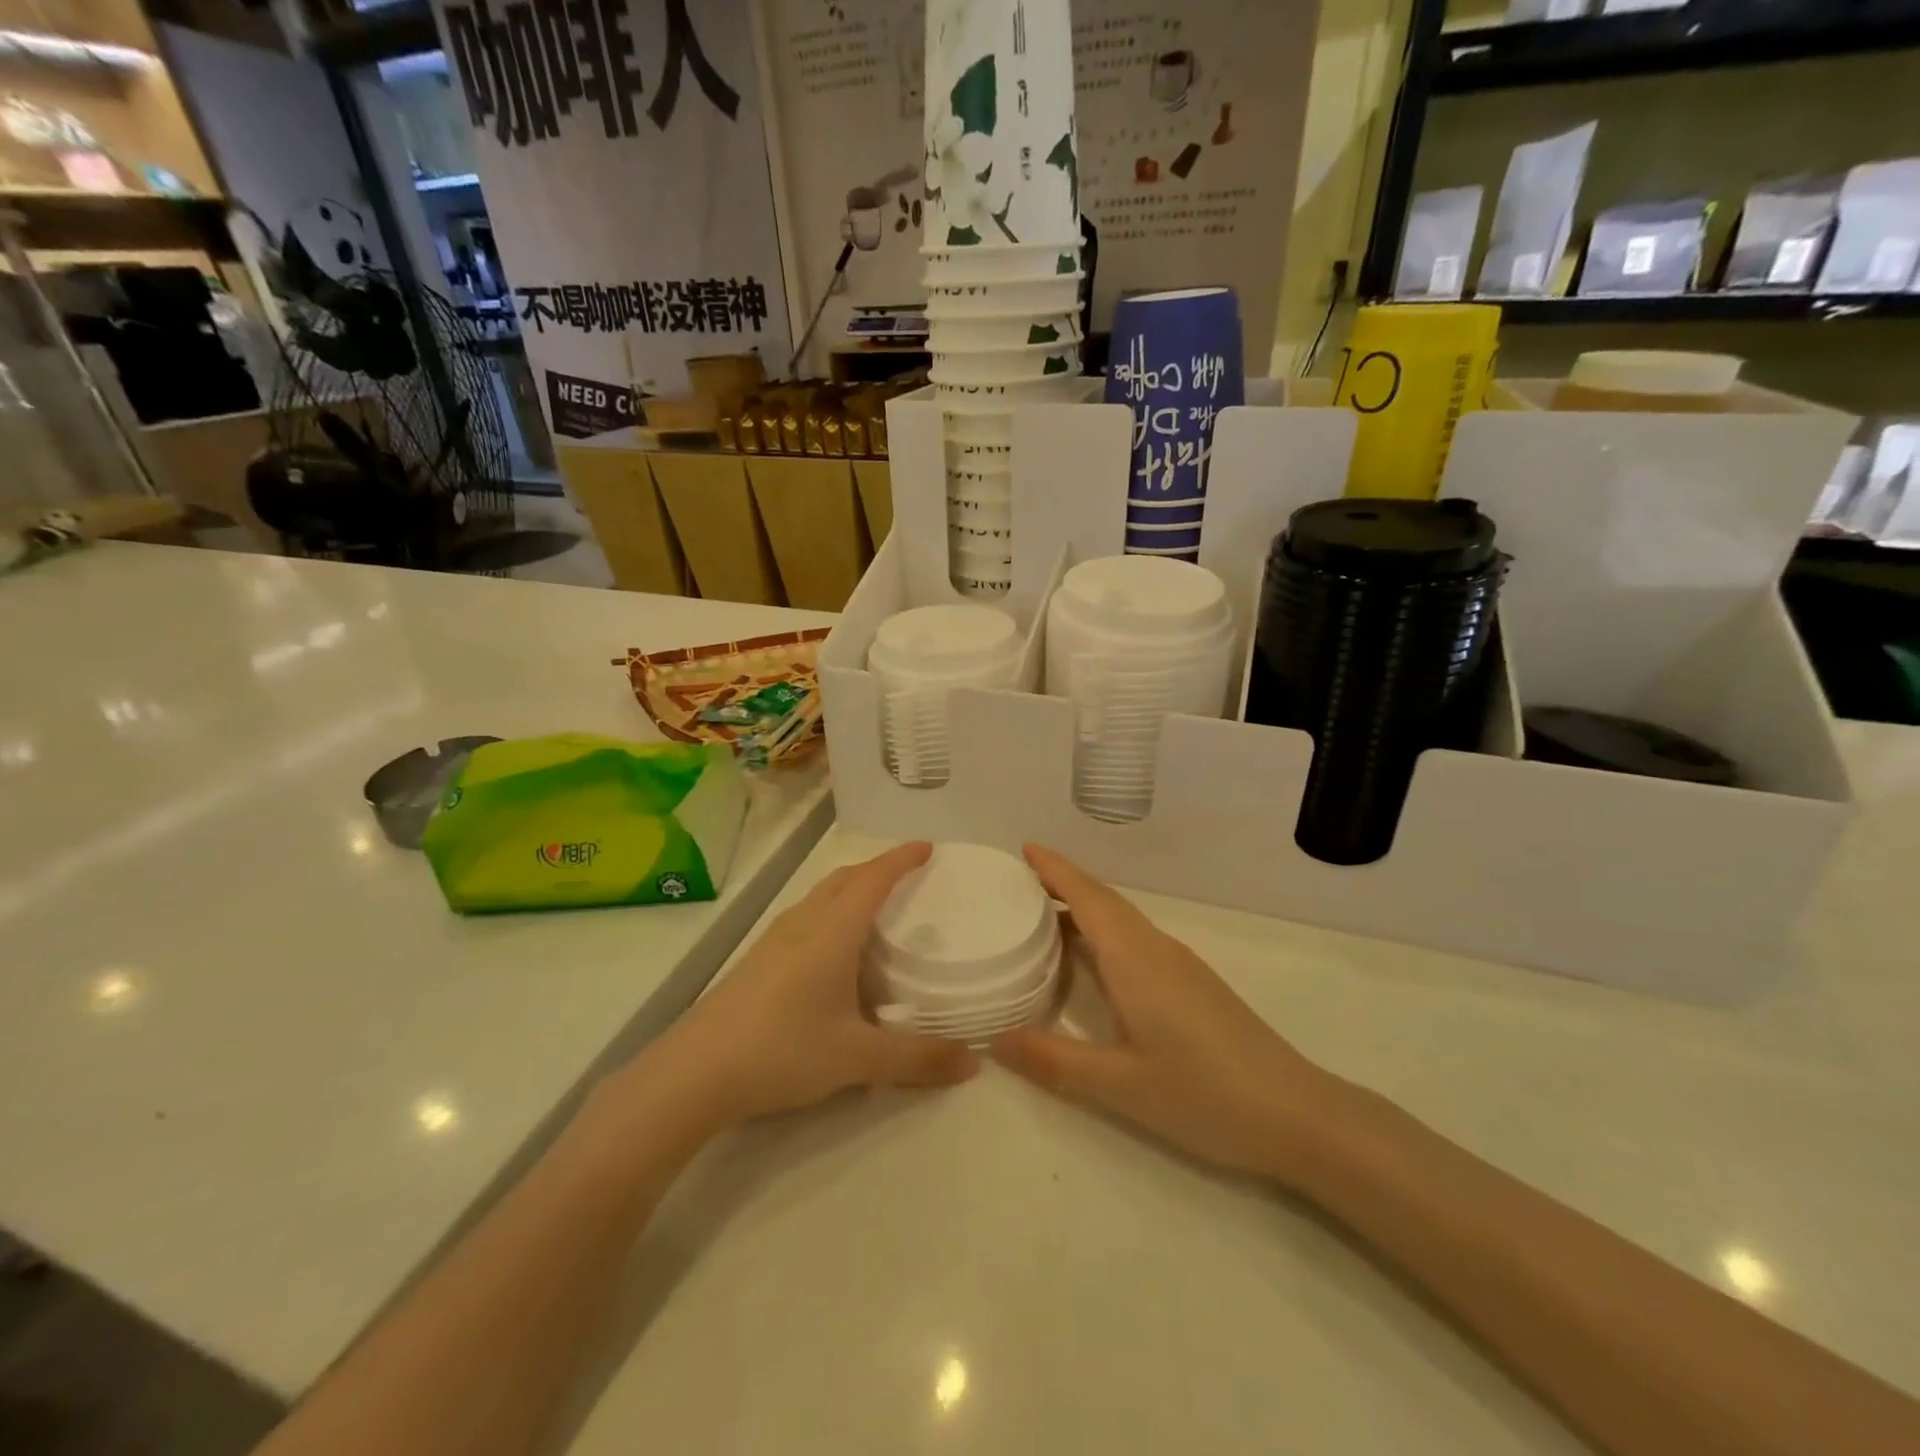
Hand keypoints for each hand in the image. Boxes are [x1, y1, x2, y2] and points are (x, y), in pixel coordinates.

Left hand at [639, 842, 977, 1131]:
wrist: (692, 1074)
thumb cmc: (782, 1050)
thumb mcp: (857, 1058)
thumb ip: (917, 1059)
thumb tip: (973, 1063)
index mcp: (831, 931)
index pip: (873, 879)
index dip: (901, 859)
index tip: (927, 847)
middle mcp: (802, 924)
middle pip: (843, 879)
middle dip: (876, 869)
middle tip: (906, 877)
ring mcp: (773, 941)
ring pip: (819, 898)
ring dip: (849, 890)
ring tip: (874, 911)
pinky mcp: (756, 961)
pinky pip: (803, 920)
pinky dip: (829, 915)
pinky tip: (831, 954)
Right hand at [993, 845, 1341, 1183]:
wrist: (1295, 1114)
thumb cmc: (1204, 1095)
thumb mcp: (1119, 1086)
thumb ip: (1054, 1061)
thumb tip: (994, 1039)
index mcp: (1135, 960)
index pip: (1087, 898)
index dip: (1055, 870)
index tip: (1026, 846)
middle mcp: (1156, 949)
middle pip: (1104, 900)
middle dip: (1064, 881)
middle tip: (1021, 878)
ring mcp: (1180, 965)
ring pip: (1123, 919)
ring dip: (1085, 906)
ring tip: (1044, 914)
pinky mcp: (1193, 983)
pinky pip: (1137, 939)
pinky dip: (1104, 932)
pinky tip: (1093, 960)